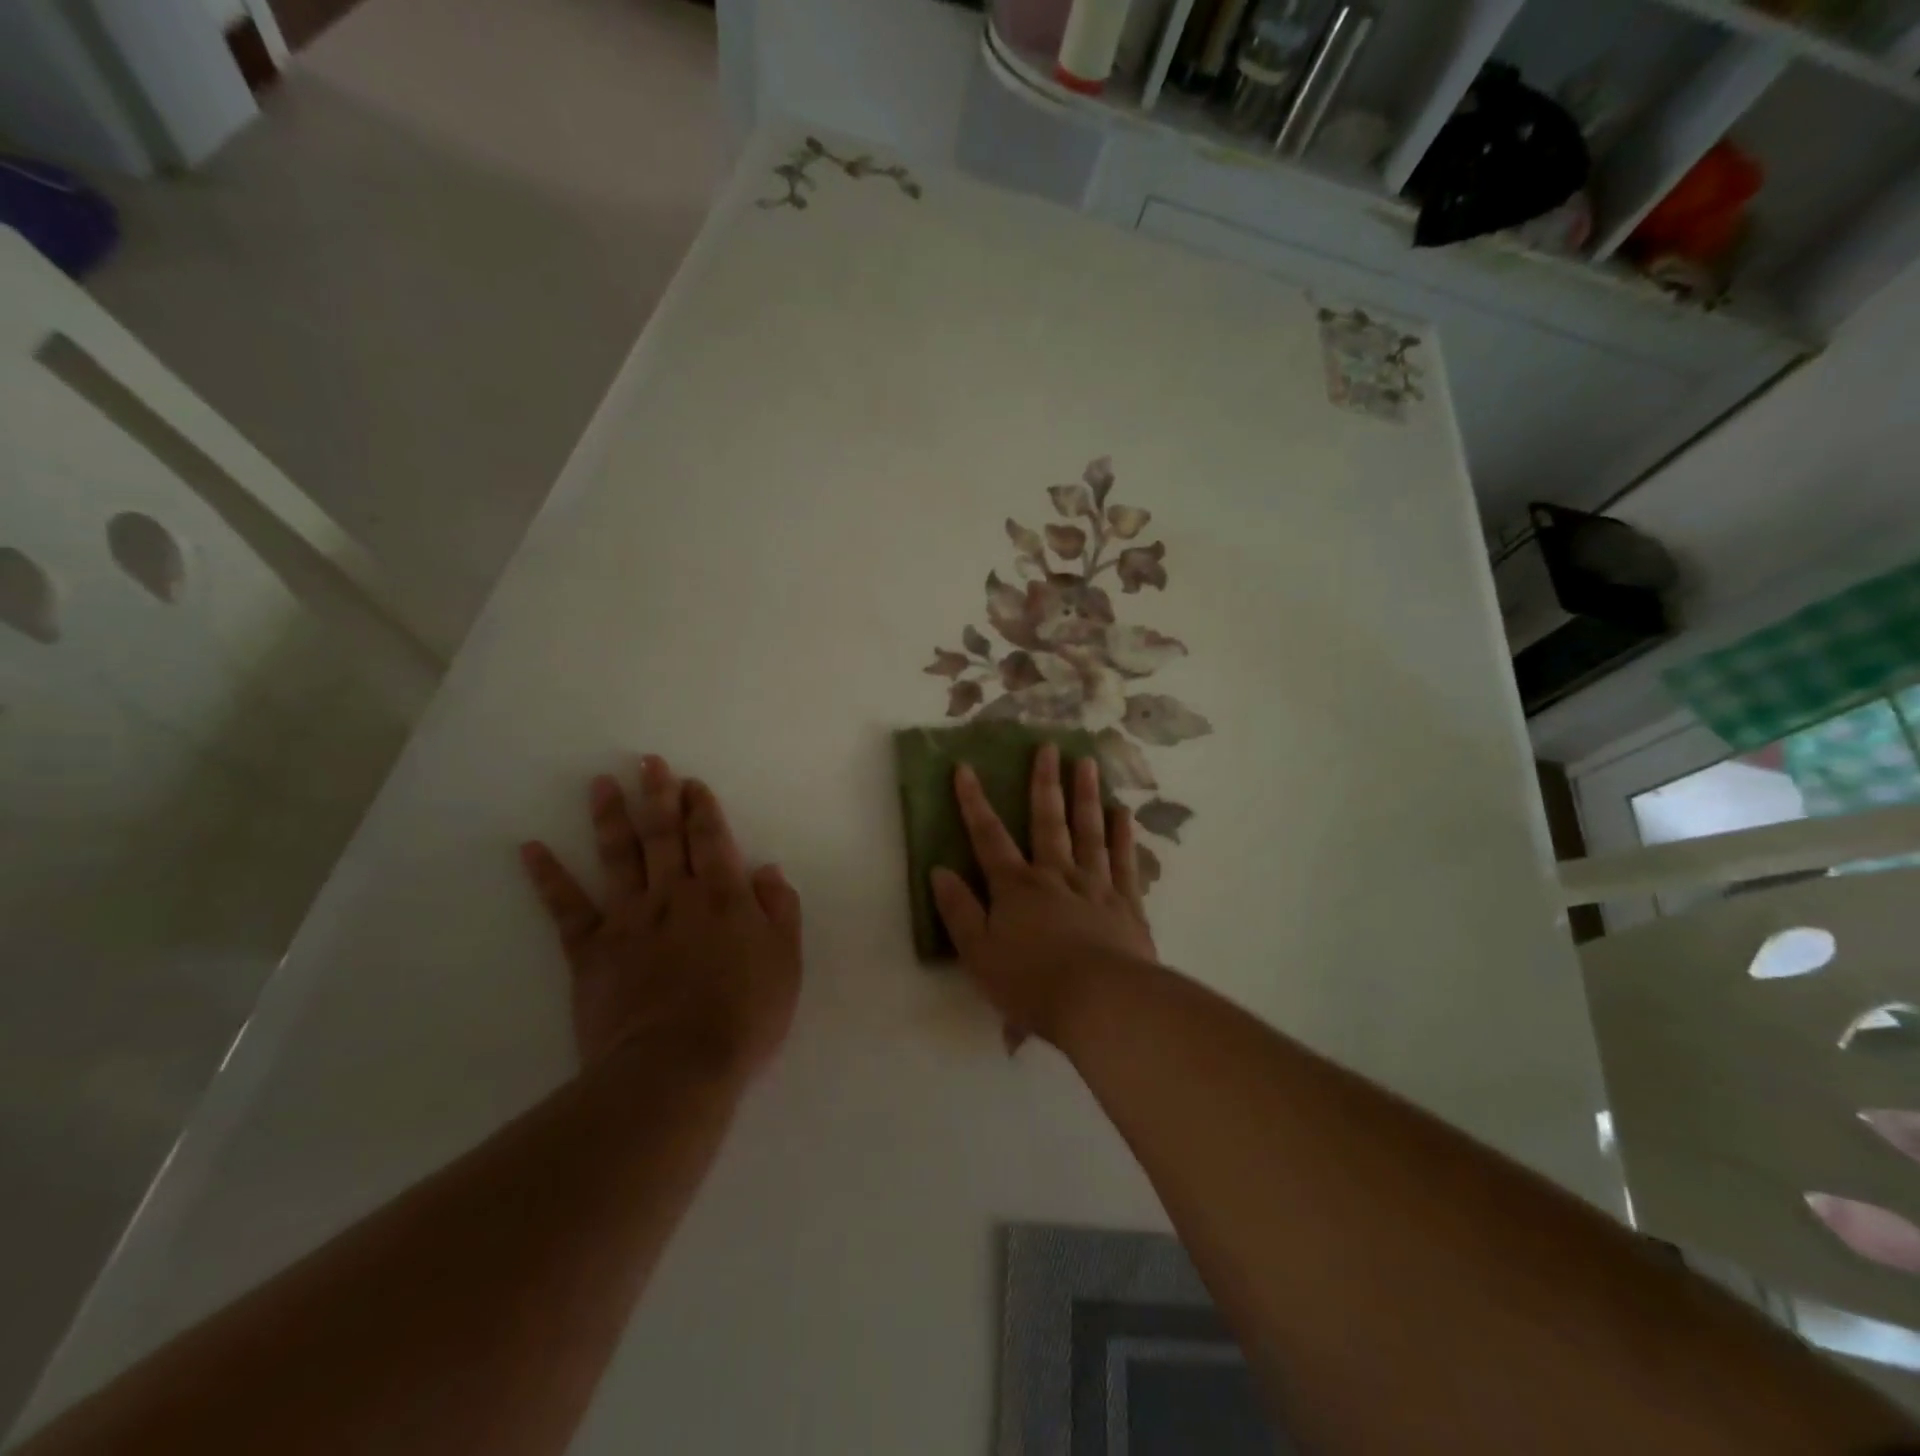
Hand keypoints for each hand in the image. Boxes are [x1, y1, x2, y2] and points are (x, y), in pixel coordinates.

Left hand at [520, 756, 802, 1080]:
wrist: (678, 1066)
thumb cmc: (745, 1015)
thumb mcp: (786, 961)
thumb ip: (780, 909)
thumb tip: (766, 869)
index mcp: (724, 896)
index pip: (711, 838)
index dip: (701, 807)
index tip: (690, 782)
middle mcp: (675, 895)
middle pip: (665, 835)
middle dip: (658, 795)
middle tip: (648, 761)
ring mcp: (630, 919)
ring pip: (619, 857)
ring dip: (610, 817)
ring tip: (601, 783)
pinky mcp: (591, 950)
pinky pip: (566, 908)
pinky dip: (548, 877)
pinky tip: (531, 848)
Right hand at [932, 744, 1158, 1049]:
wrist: (1102, 1003)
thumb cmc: (1032, 983)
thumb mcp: (979, 954)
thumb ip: (959, 911)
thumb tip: (939, 870)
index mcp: (1016, 888)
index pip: (989, 837)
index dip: (974, 802)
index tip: (966, 768)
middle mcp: (1055, 876)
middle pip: (1048, 821)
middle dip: (1044, 782)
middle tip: (1049, 745)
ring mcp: (1095, 886)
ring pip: (1088, 831)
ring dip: (1085, 795)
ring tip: (1086, 762)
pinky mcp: (1127, 905)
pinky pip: (1123, 861)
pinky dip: (1122, 835)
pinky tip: (1122, 812)